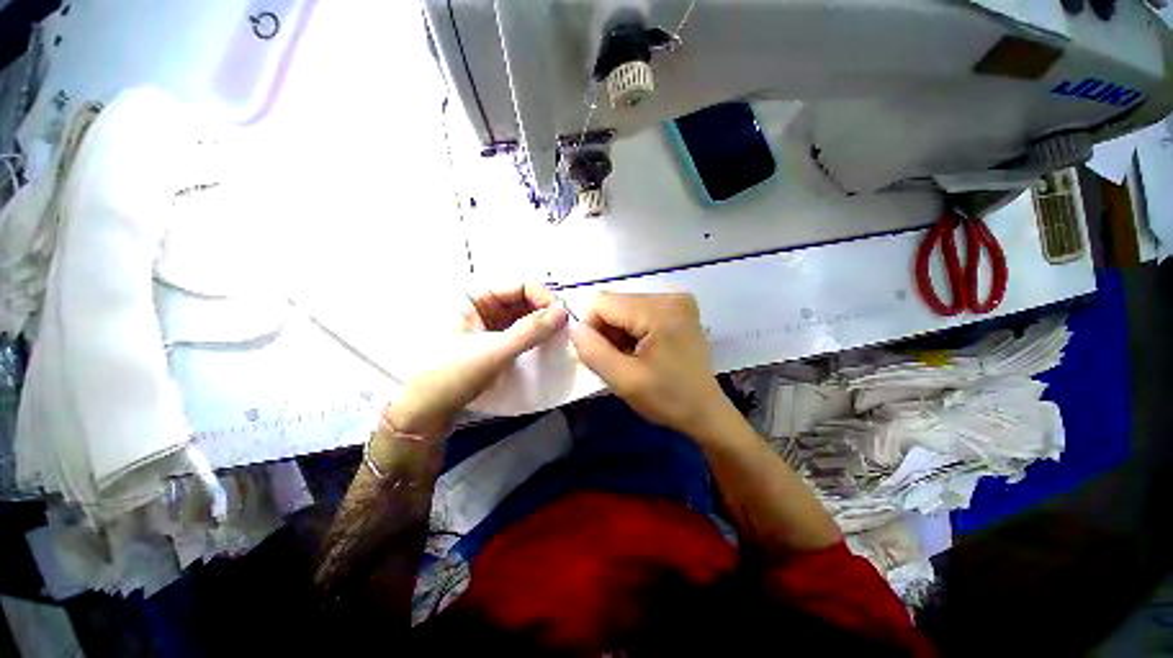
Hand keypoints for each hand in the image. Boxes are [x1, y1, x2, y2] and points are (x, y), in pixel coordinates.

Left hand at [385, 284, 567, 437]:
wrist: (428, 411)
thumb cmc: (452, 375)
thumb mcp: (493, 352)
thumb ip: (529, 331)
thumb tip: (564, 312)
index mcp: (474, 296)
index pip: (518, 286)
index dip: (543, 297)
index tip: (564, 316)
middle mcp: (483, 306)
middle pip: (524, 299)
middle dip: (545, 310)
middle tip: (566, 327)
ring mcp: (490, 325)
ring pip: (525, 316)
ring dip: (543, 323)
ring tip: (561, 336)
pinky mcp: (496, 342)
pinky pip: (522, 332)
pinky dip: (536, 335)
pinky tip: (549, 343)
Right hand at [569, 292, 731, 435]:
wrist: (705, 411)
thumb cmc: (667, 399)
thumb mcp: (623, 380)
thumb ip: (593, 351)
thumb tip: (574, 327)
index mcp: (659, 311)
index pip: (602, 302)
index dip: (592, 327)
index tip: (602, 355)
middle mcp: (670, 296)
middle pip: (615, 303)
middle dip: (608, 331)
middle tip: (619, 360)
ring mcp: (677, 300)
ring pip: (625, 307)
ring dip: (620, 331)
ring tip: (632, 357)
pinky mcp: (679, 308)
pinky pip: (640, 311)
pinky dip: (633, 330)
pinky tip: (643, 350)